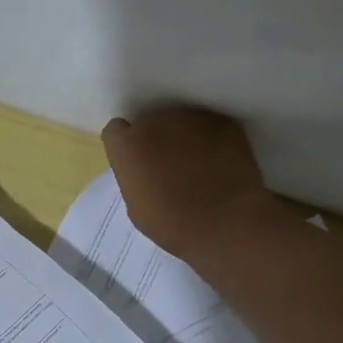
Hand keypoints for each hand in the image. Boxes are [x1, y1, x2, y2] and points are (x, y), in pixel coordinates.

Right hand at [101, 106, 272, 256]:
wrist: (225, 224)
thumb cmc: (174, 225)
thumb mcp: (137, 207)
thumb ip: (135, 178)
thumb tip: (145, 172)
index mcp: (127, 145)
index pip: (116, 131)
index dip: (127, 146)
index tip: (137, 162)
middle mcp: (154, 121)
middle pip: (150, 122)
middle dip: (157, 139)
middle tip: (170, 165)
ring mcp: (190, 117)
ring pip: (181, 121)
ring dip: (184, 137)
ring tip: (199, 163)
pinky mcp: (221, 121)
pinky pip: (210, 125)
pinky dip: (212, 139)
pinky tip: (220, 161)